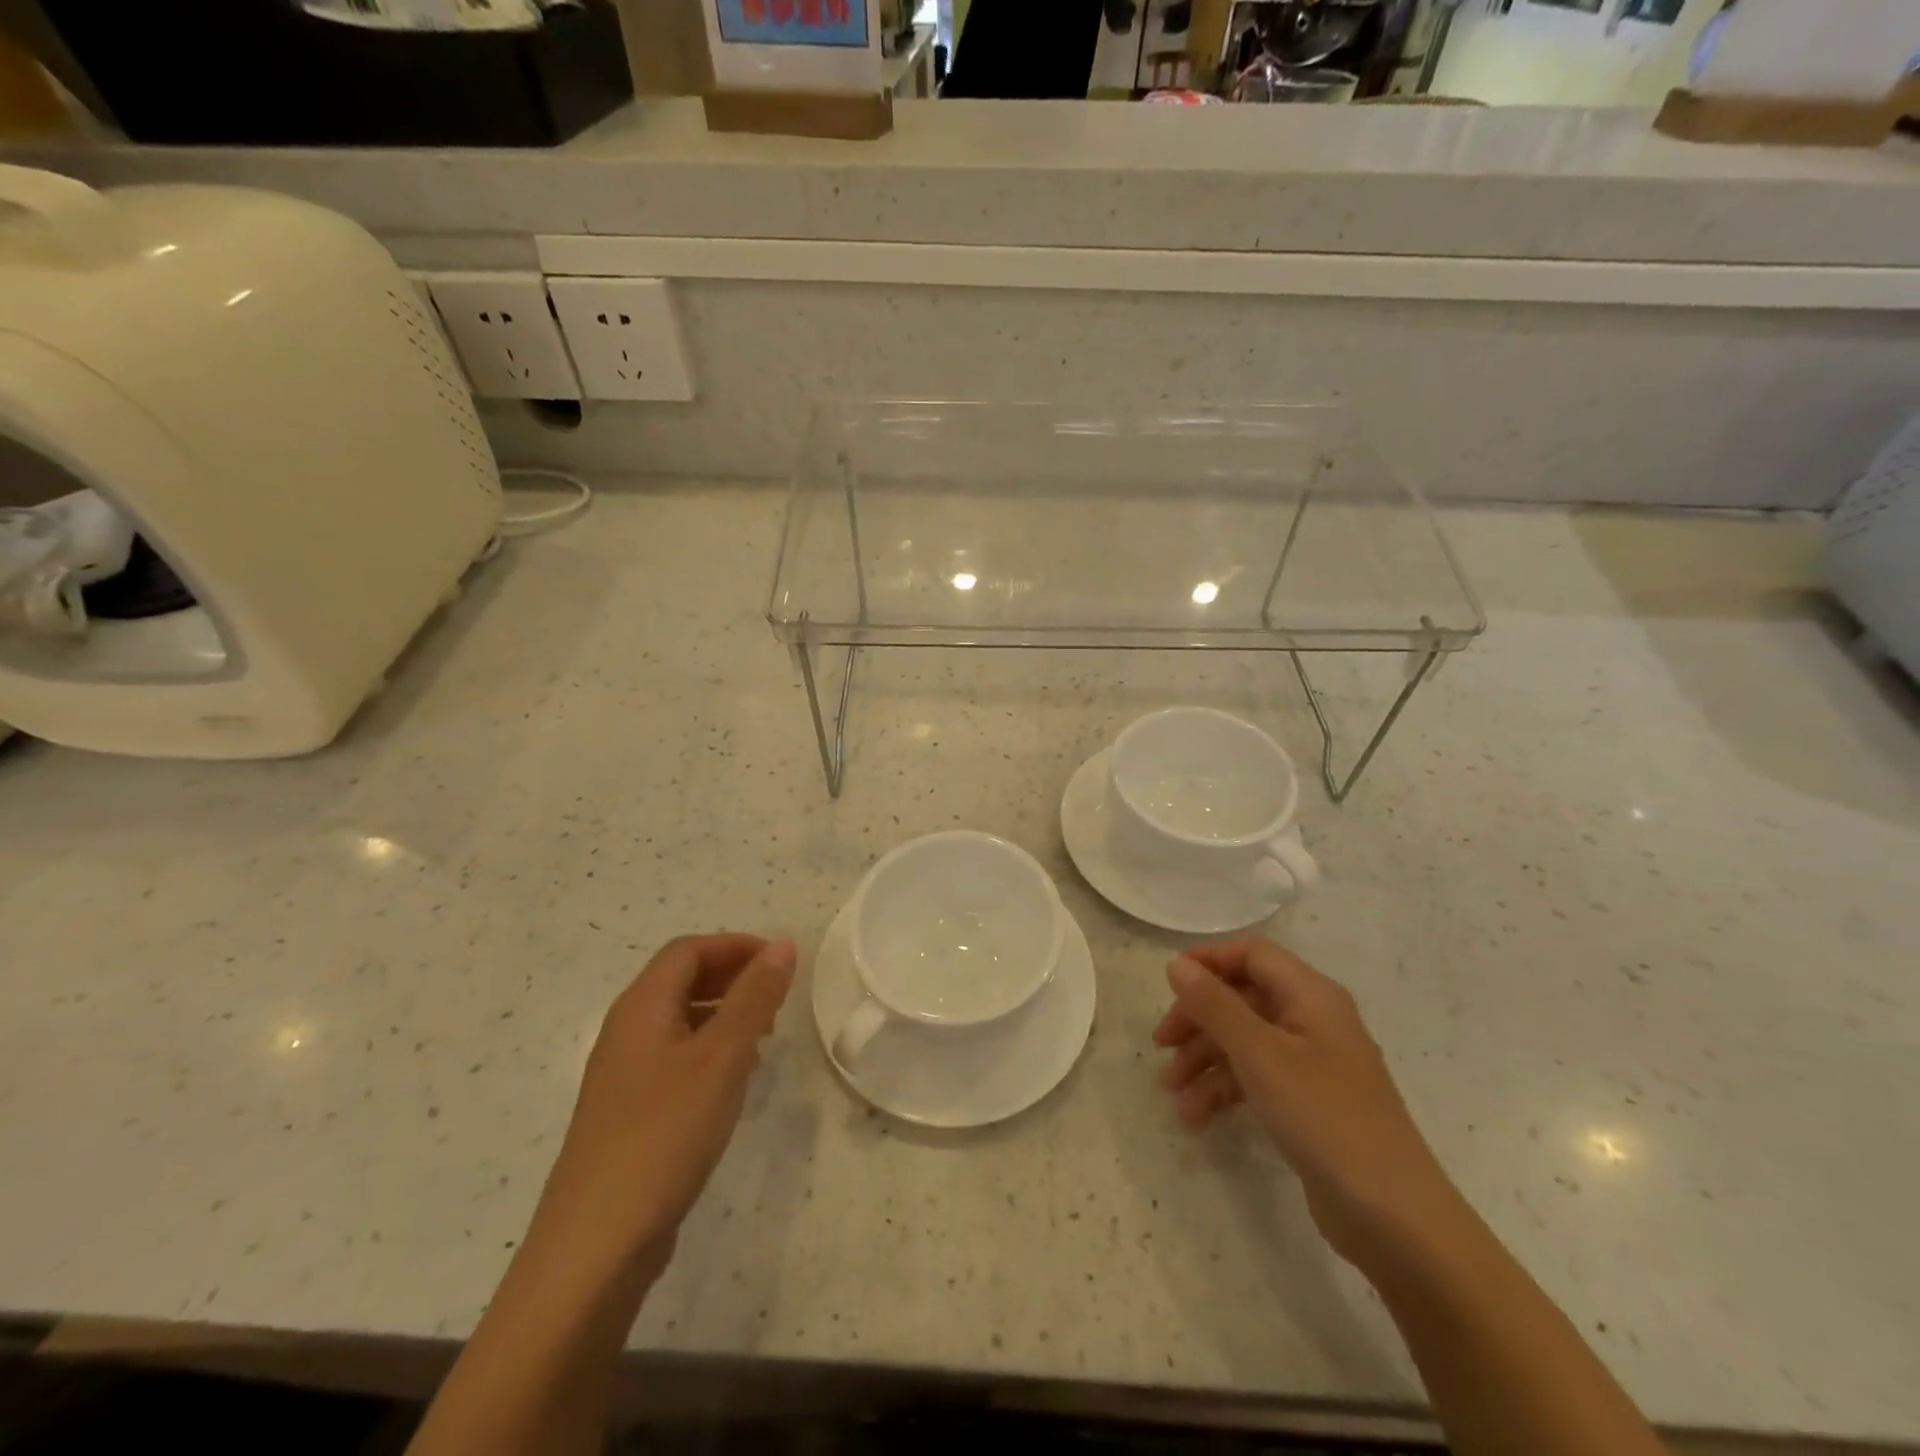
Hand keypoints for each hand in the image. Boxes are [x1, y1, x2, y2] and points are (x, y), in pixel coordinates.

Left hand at [527, 934, 796, 1283]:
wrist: (596, 1245)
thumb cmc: (665, 1133)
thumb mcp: (722, 1057)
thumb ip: (754, 997)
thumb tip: (783, 944)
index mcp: (641, 1007)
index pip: (688, 950)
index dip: (735, 946)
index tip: (781, 962)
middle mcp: (626, 1031)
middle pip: (680, 980)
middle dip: (732, 977)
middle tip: (778, 996)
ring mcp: (623, 1075)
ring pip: (679, 1021)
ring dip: (723, 1014)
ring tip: (765, 1037)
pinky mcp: (628, 1113)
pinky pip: (674, 1059)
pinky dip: (709, 1052)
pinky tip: (733, 1082)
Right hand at [1153, 940, 1454, 1265]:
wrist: (1393, 1217)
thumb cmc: (1324, 1117)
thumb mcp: (1260, 1055)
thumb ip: (1215, 1005)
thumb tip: (1177, 964)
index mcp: (1311, 996)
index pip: (1252, 955)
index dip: (1209, 962)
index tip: (1168, 985)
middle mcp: (1313, 1020)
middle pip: (1242, 999)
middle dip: (1198, 1020)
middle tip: (1162, 1046)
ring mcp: (1313, 1064)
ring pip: (1245, 1042)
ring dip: (1205, 1061)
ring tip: (1173, 1094)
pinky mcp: (1309, 1103)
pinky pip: (1256, 1079)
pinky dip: (1225, 1091)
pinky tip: (1198, 1117)